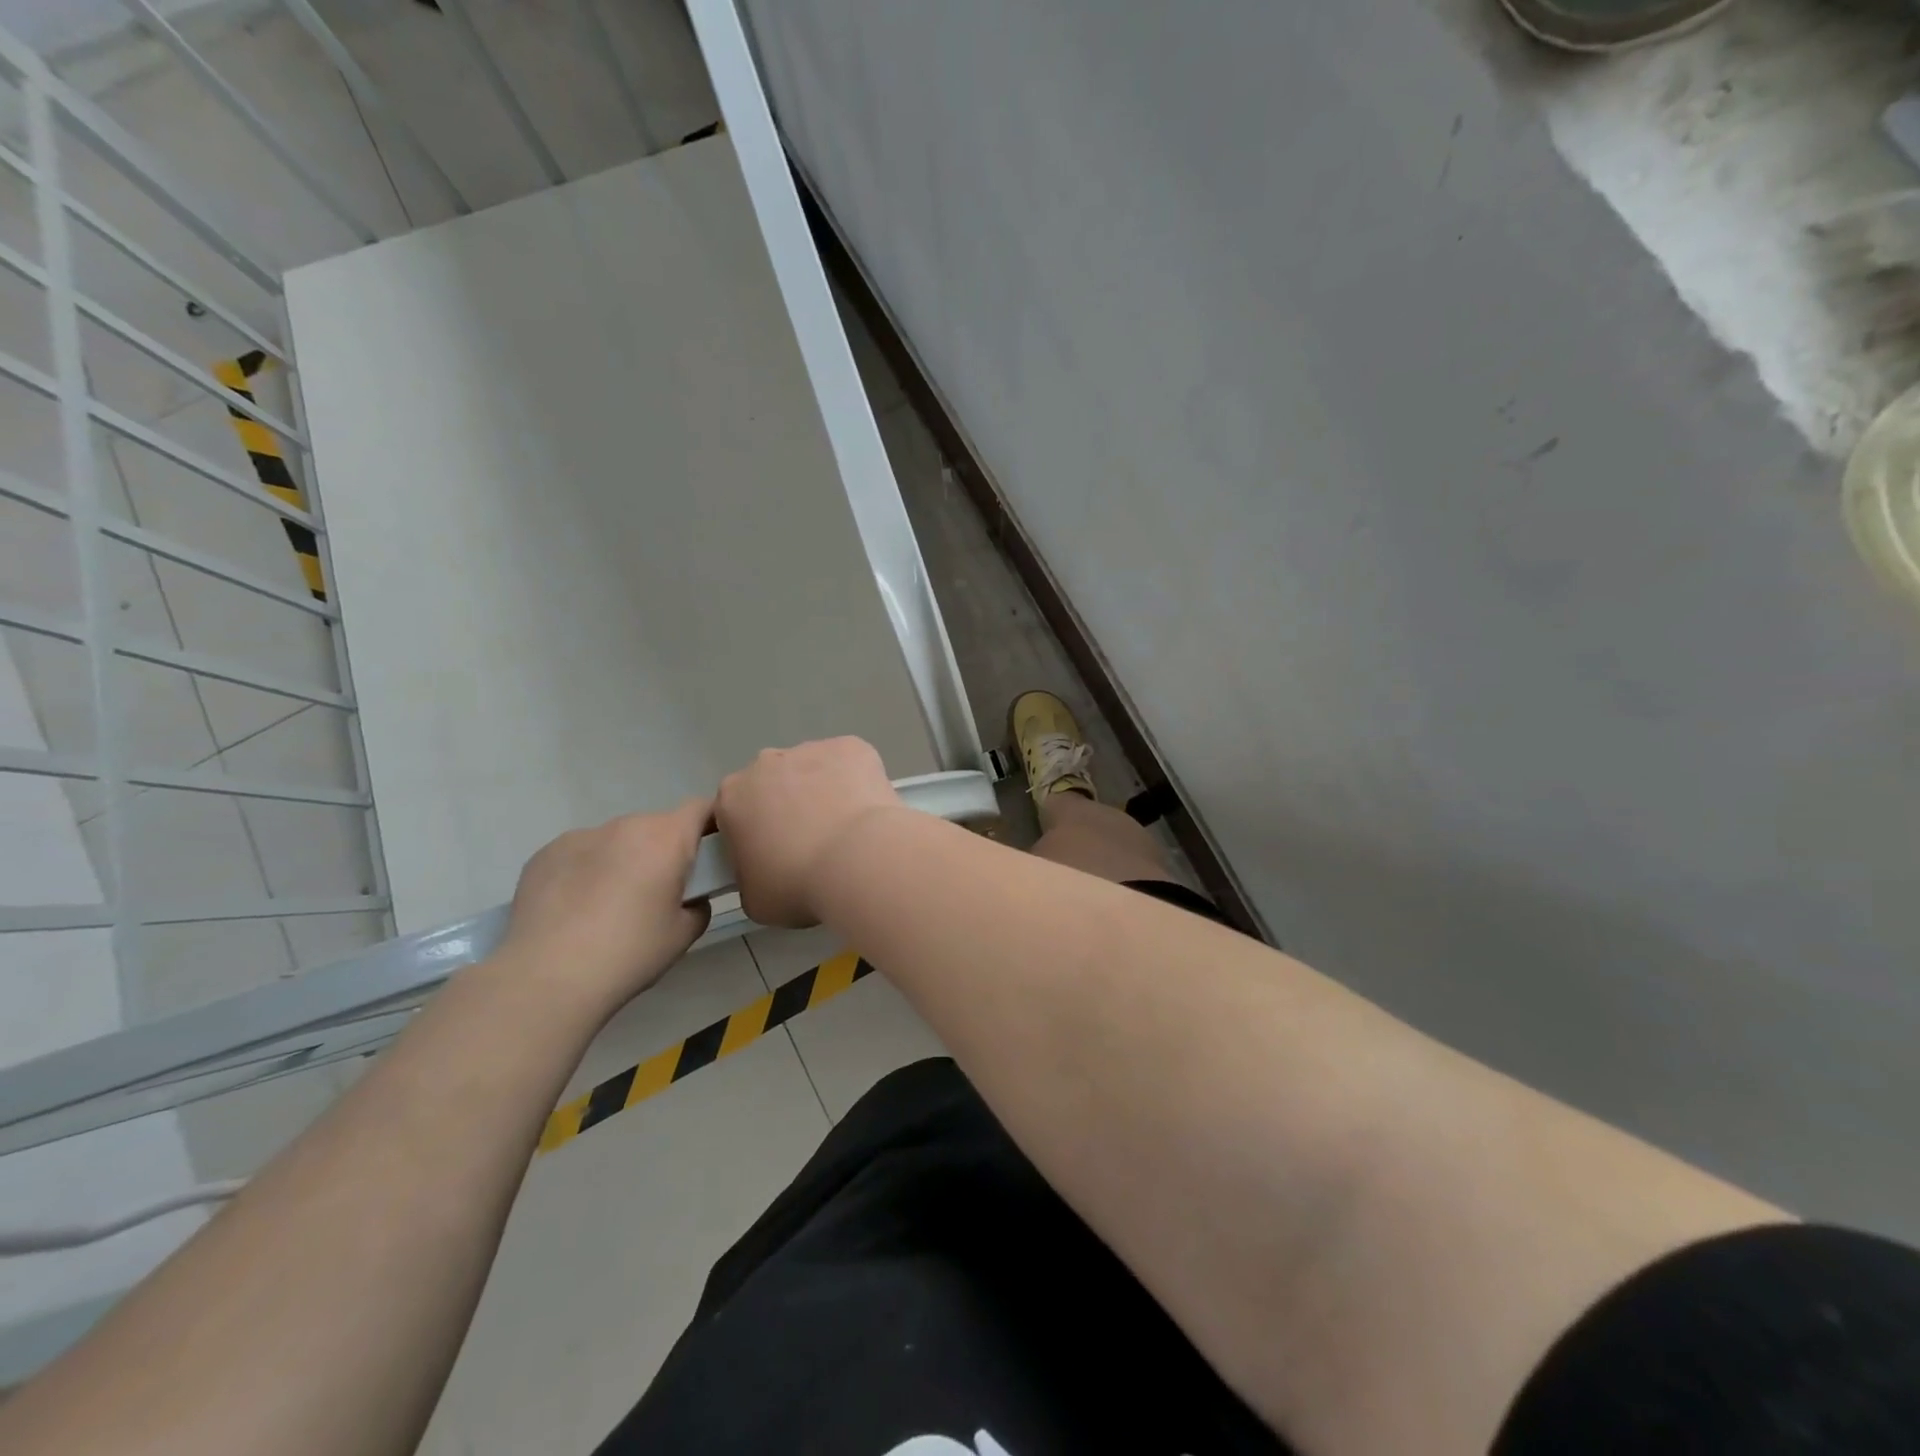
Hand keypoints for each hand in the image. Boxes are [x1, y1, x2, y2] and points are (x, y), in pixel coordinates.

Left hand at [497, 799, 712, 1015]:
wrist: (547, 978)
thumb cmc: (629, 953)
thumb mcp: (683, 934)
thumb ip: (698, 906)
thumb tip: (691, 898)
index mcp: (666, 839)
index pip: (701, 808)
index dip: (711, 824)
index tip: (710, 851)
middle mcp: (625, 826)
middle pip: (657, 826)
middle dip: (663, 850)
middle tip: (659, 891)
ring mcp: (581, 836)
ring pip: (617, 839)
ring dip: (624, 858)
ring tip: (610, 904)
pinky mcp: (545, 853)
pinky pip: (581, 853)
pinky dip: (587, 870)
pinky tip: (576, 908)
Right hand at [716, 738, 902, 926]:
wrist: (858, 860)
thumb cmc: (797, 884)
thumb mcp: (753, 897)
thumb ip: (749, 874)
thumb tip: (764, 869)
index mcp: (733, 796)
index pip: (736, 809)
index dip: (754, 831)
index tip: (774, 853)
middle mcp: (766, 763)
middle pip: (773, 783)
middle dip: (788, 805)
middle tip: (812, 841)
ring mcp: (811, 749)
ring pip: (813, 770)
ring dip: (823, 791)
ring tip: (846, 830)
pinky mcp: (850, 746)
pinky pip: (849, 763)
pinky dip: (856, 780)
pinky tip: (867, 811)